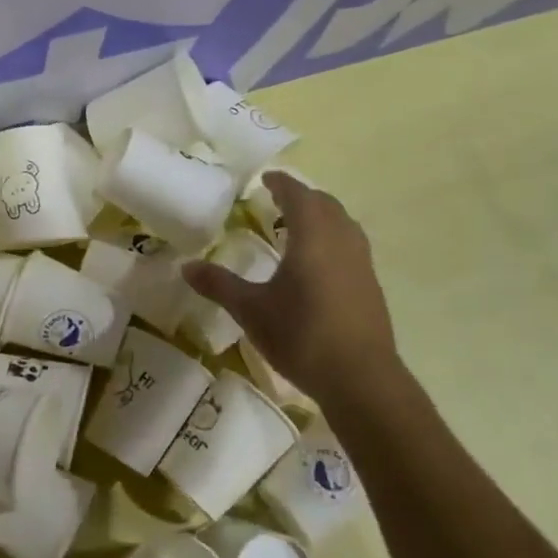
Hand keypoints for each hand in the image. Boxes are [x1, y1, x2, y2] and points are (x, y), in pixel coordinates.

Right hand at [182, 171, 400, 399]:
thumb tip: (186, 267)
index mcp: (312, 235)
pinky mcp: (371, 285)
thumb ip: (219, 284)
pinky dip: (332, 239)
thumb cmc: (302, 334)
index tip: (265, 179)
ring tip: (296, 229)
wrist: (361, 378)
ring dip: (320, 217)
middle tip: (277, 202)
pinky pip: (350, 245)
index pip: (297, 195)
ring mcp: (361, 262)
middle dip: (302, 197)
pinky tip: (317, 264)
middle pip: (324, 204)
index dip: (281, 183)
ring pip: (342, 224)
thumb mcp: (251, 310)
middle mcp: (341, 240)